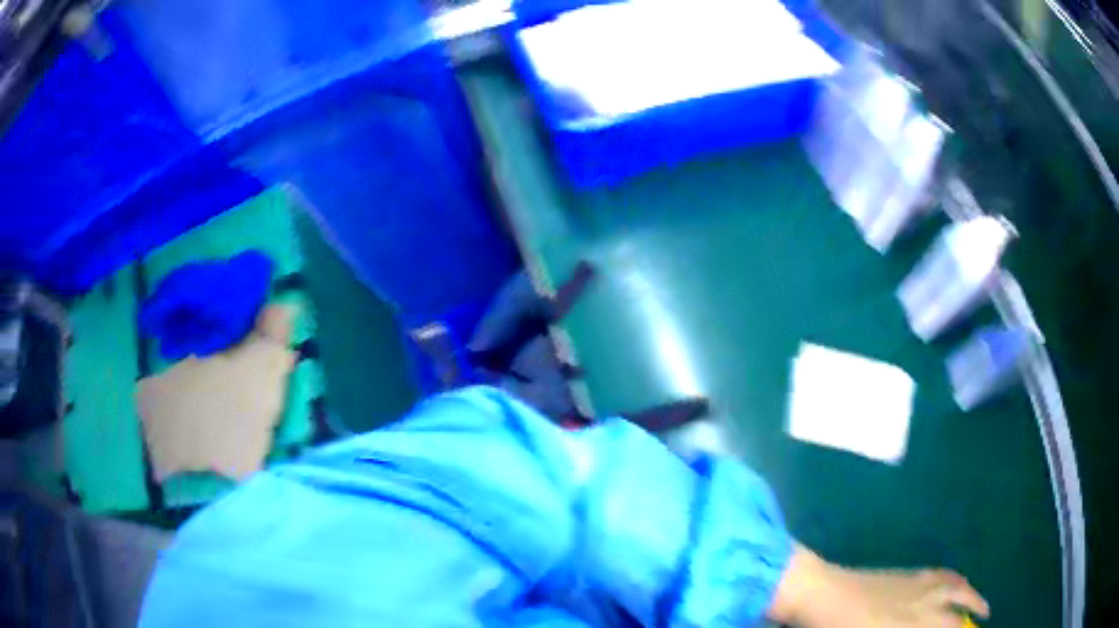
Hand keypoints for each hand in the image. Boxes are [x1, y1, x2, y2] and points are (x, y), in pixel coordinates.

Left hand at [769, 545, 989, 626]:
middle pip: (959, 605)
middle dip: (974, 612)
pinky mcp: (908, 573)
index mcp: (913, 623)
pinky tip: (956, 582)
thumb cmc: (838, 627)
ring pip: (955, 585)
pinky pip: (941, 574)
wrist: (822, 592)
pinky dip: (955, 579)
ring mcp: (917, 583)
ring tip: (979, 603)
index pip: (949, 627)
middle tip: (984, 617)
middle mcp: (924, 601)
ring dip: (971, 594)